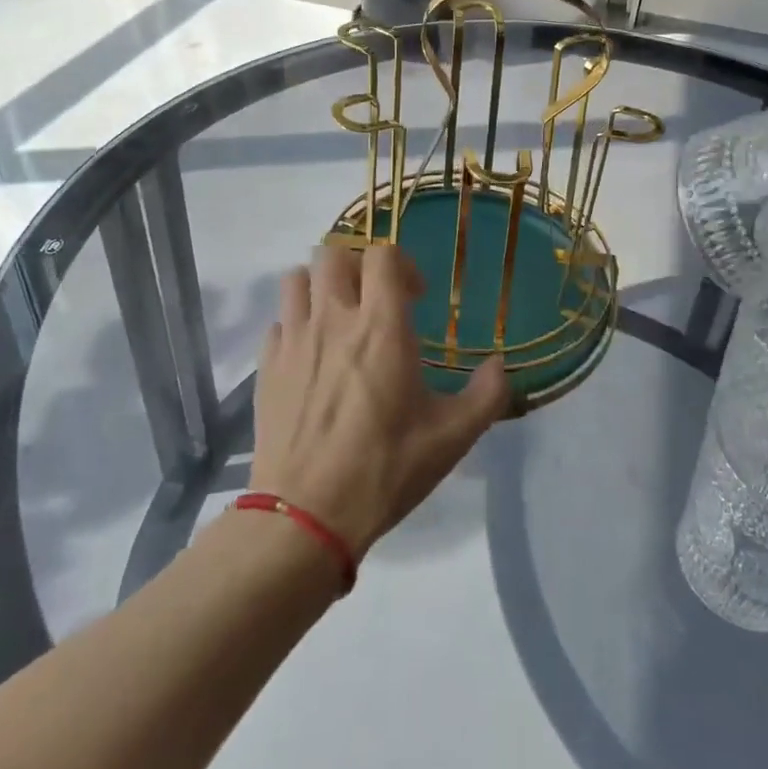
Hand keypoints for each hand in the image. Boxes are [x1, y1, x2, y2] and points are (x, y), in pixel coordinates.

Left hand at [249, 244, 509, 557]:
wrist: (306, 515)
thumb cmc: (385, 468)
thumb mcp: (452, 437)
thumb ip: (487, 394)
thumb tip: (500, 366)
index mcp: (381, 326)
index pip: (383, 254)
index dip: (402, 264)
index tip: (416, 297)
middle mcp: (333, 319)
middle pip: (332, 253)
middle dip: (357, 266)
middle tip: (374, 300)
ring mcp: (293, 340)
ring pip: (296, 278)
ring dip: (320, 287)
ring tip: (338, 318)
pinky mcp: (266, 366)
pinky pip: (278, 321)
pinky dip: (294, 325)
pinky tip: (309, 357)